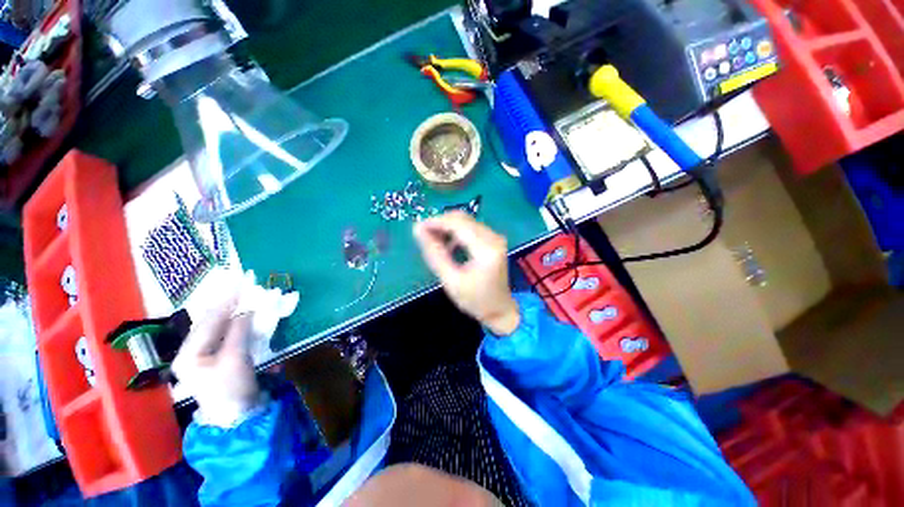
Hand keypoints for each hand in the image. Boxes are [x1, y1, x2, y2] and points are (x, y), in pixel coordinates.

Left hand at [172, 299, 259, 426]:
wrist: (239, 418)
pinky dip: (242, 326)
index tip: (241, 282)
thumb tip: (247, 309)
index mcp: (189, 353)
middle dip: (230, 305)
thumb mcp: (235, 358)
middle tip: (245, 287)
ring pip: (223, 329)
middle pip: (213, 323)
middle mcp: (194, 353)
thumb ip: (239, 331)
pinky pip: (232, 337)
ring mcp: (208, 358)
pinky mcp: (224, 361)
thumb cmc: (231, 389)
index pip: (209, 320)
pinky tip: (249, 318)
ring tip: (248, 298)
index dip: (226, 300)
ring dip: (237, 314)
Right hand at [413, 211, 519, 334]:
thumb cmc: (475, 300)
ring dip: (447, 227)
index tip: (417, 228)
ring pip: (465, 221)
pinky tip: (448, 244)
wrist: (499, 309)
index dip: (435, 222)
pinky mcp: (493, 239)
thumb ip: (434, 254)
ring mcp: (495, 237)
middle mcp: (493, 237)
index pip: (458, 224)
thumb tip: (418, 231)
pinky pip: (471, 227)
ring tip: (433, 241)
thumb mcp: (451, 280)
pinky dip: (456, 232)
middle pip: (462, 219)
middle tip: (423, 235)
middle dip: (440, 223)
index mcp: (486, 249)